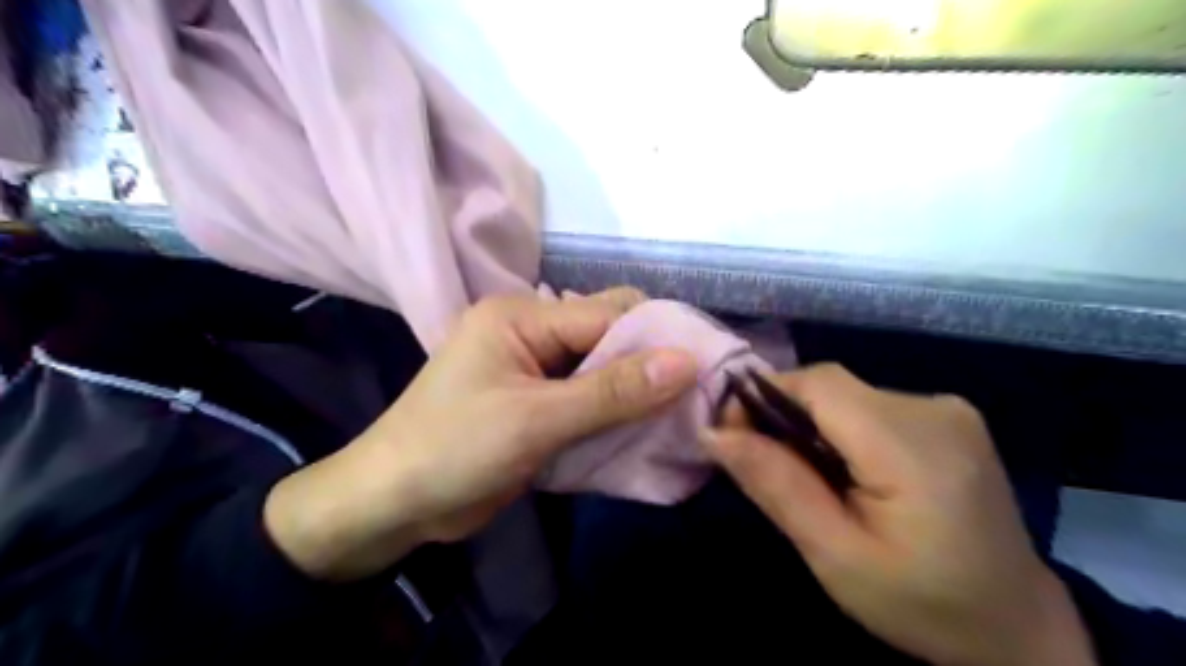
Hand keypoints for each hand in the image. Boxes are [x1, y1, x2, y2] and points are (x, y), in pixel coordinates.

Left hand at [262, 290, 696, 578]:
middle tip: (695, 395)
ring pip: (602, 370)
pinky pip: (588, 397)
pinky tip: (642, 431)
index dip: (657, 338)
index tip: (706, 367)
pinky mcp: (537, 402)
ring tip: (679, 415)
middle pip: (607, 336)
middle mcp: (531, 332)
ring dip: (634, 392)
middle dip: (648, 364)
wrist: (393, 505)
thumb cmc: (453, 450)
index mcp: (522, 316)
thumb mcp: (536, 420)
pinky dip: (614, 413)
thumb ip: (612, 391)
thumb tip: (686, 361)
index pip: (607, 314)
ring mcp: (534, 369)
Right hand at [696, 365, 1097, 664]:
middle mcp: (935, 408)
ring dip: (812, 425)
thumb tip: (714, 431)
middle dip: (785, 415)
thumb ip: (776, 486)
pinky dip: (842, 429)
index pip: (818, 384)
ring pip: (847, 395)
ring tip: (808, 476)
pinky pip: (870, 405)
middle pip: (831, 387)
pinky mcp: (949, 417)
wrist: (1018, 630)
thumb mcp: (835, 556)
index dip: (765, 396)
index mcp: (913, 446)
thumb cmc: (922, 604)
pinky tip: (846, 470)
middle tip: (765, 465)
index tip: (732, 434)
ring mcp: (948, 409)